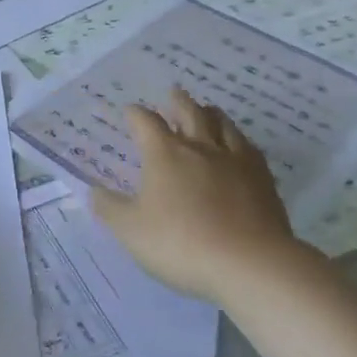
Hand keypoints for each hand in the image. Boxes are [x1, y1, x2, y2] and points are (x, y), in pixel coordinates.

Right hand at [91, 88, 308, 302]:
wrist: (251, 264)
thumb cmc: (181, 244)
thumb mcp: (131, 231)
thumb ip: (109, 208)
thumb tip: (93, 190)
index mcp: (164, 153)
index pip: (145, 121)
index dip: (135, 114)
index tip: (130, 111)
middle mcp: (199, 147)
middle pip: (189, 112)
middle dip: (178, 101)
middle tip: (174, 92)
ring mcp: (235, 161)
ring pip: (223, 125)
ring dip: (211, 114)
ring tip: (208, 110)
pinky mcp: (263, 180)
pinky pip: (250, 149)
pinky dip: (240, 141)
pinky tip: (241, 147)